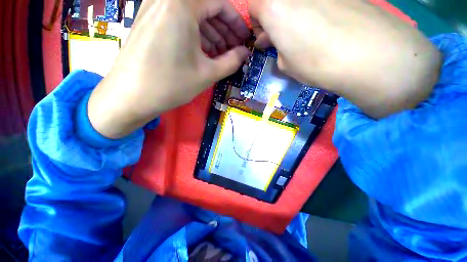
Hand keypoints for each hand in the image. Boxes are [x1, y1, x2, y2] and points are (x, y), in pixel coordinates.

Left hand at [88, 0, 249, 138]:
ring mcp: (153, 9)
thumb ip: (231, 61)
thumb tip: (245, 53)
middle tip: (234, 48)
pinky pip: (178, 21)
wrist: (131, 96)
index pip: (219, 3)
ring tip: (221, 53)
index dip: (236, 22)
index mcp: (181, 5)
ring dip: (210, 32)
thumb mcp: (208, 74)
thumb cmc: (172, 84)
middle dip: (224, 28)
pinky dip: (195, 34)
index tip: (244, 39)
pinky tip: (202, 51)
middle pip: (205, 7)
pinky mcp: (147, 21)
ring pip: (192, 14)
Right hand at [249, 0, 440, 118]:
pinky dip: (312, 10)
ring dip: (291, 15)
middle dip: (272, 18)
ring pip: (296, 1)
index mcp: (274, 7)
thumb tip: (279, 41)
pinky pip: (317, 0)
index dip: (256, 22)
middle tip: (278, 38)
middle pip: (274, 0)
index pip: (253, 5)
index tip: (264, 36)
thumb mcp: (285, 65)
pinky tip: (323, 28)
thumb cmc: (315, 63)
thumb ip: (277, 48)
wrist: (370, 55)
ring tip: (301, 34)